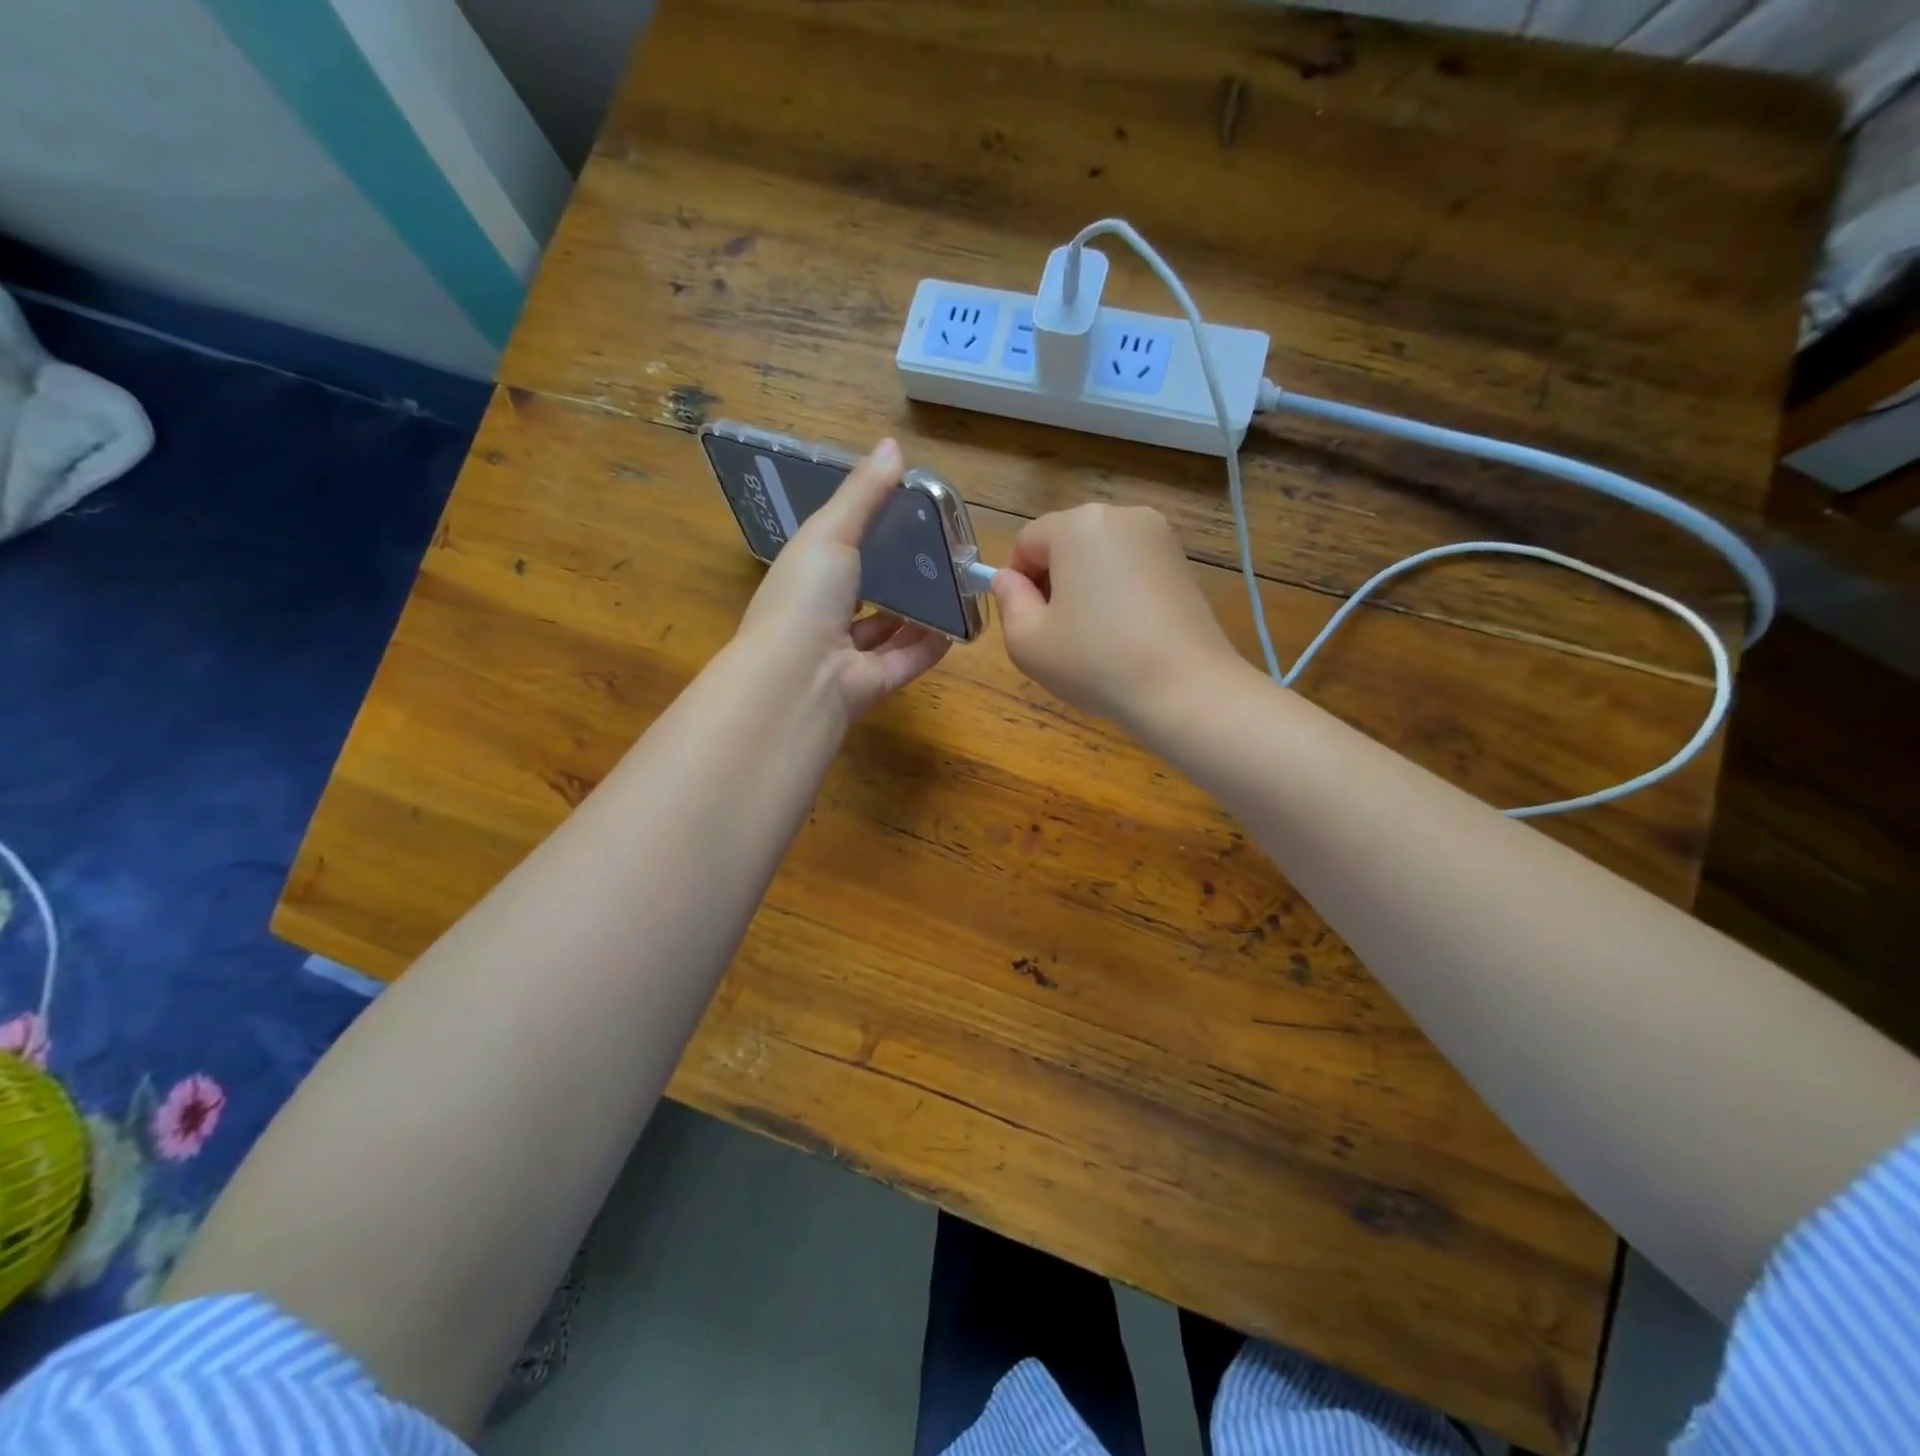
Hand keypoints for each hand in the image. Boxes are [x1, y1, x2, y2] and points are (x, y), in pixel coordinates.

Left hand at [735, 438, 949, 721]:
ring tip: (953, 586)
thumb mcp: (830, 532)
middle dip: (897, 578)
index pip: (836, 555)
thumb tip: (893, 445)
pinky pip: (908, 660)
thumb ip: (863, 494)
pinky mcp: (875, 684)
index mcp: (805, 580)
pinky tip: (958, 625)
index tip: (903, 516)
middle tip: (938, 554)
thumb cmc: (806, 596)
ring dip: (917, 613)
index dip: (865, 536)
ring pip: (888, 631)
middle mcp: (823, 619)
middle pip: (866, 595)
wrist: (799, 677)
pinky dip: (931, 645)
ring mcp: (848, 656)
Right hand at [991, 503, 1245, 736]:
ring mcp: (1159, 537)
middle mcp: (1121, 516)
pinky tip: (1126, 635)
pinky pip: (1132, 570)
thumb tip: (1008, 579)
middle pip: (1066, 543)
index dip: (1018, 582)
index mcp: (1078, 525)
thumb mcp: (1028, 642)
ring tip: (1095, 638)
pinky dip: (1119, 594)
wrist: (1185, 690)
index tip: (1029, 622)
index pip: (1027, 541)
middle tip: (1059, 635)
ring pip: (1100, 556)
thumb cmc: (1095, 662)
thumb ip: (1008, 601)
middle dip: (1054, 581)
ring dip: (1087, 588)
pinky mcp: (1183, 563)